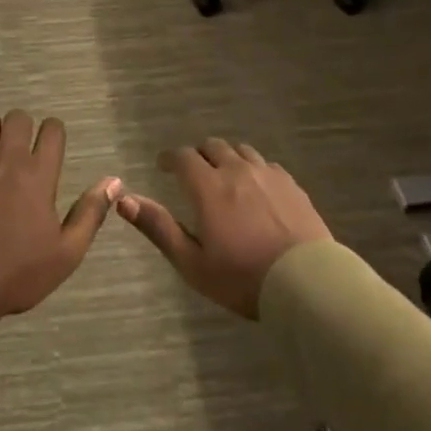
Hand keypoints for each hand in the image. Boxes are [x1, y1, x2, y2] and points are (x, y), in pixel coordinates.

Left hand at [0, 111, 121, 383]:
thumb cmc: (16, 274)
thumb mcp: (66, 253)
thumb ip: (90, 213)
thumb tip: (114, 182)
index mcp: (40, 174)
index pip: (52, 129)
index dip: (53, 134)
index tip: (50, 150)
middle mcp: (9, 157)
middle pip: (18, 118)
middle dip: (22, 130)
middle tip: (20, 155)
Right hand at [117, 139, 331, 318]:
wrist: (306, 283)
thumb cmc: (243, 278)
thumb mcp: (192, 263)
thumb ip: (158, 228)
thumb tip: (124, 200)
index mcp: (208, 187)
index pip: (182, 157)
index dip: (169, 158)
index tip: (163, 166)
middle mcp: (236, 170)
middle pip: (212, 146)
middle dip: (198, 155)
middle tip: (193, 173)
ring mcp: (267, 175)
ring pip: (240, 151)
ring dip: (226, 158)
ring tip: (225, 177)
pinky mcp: (291, 184)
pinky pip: (266, 164)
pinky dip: (253, 169)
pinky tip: (256, 187)